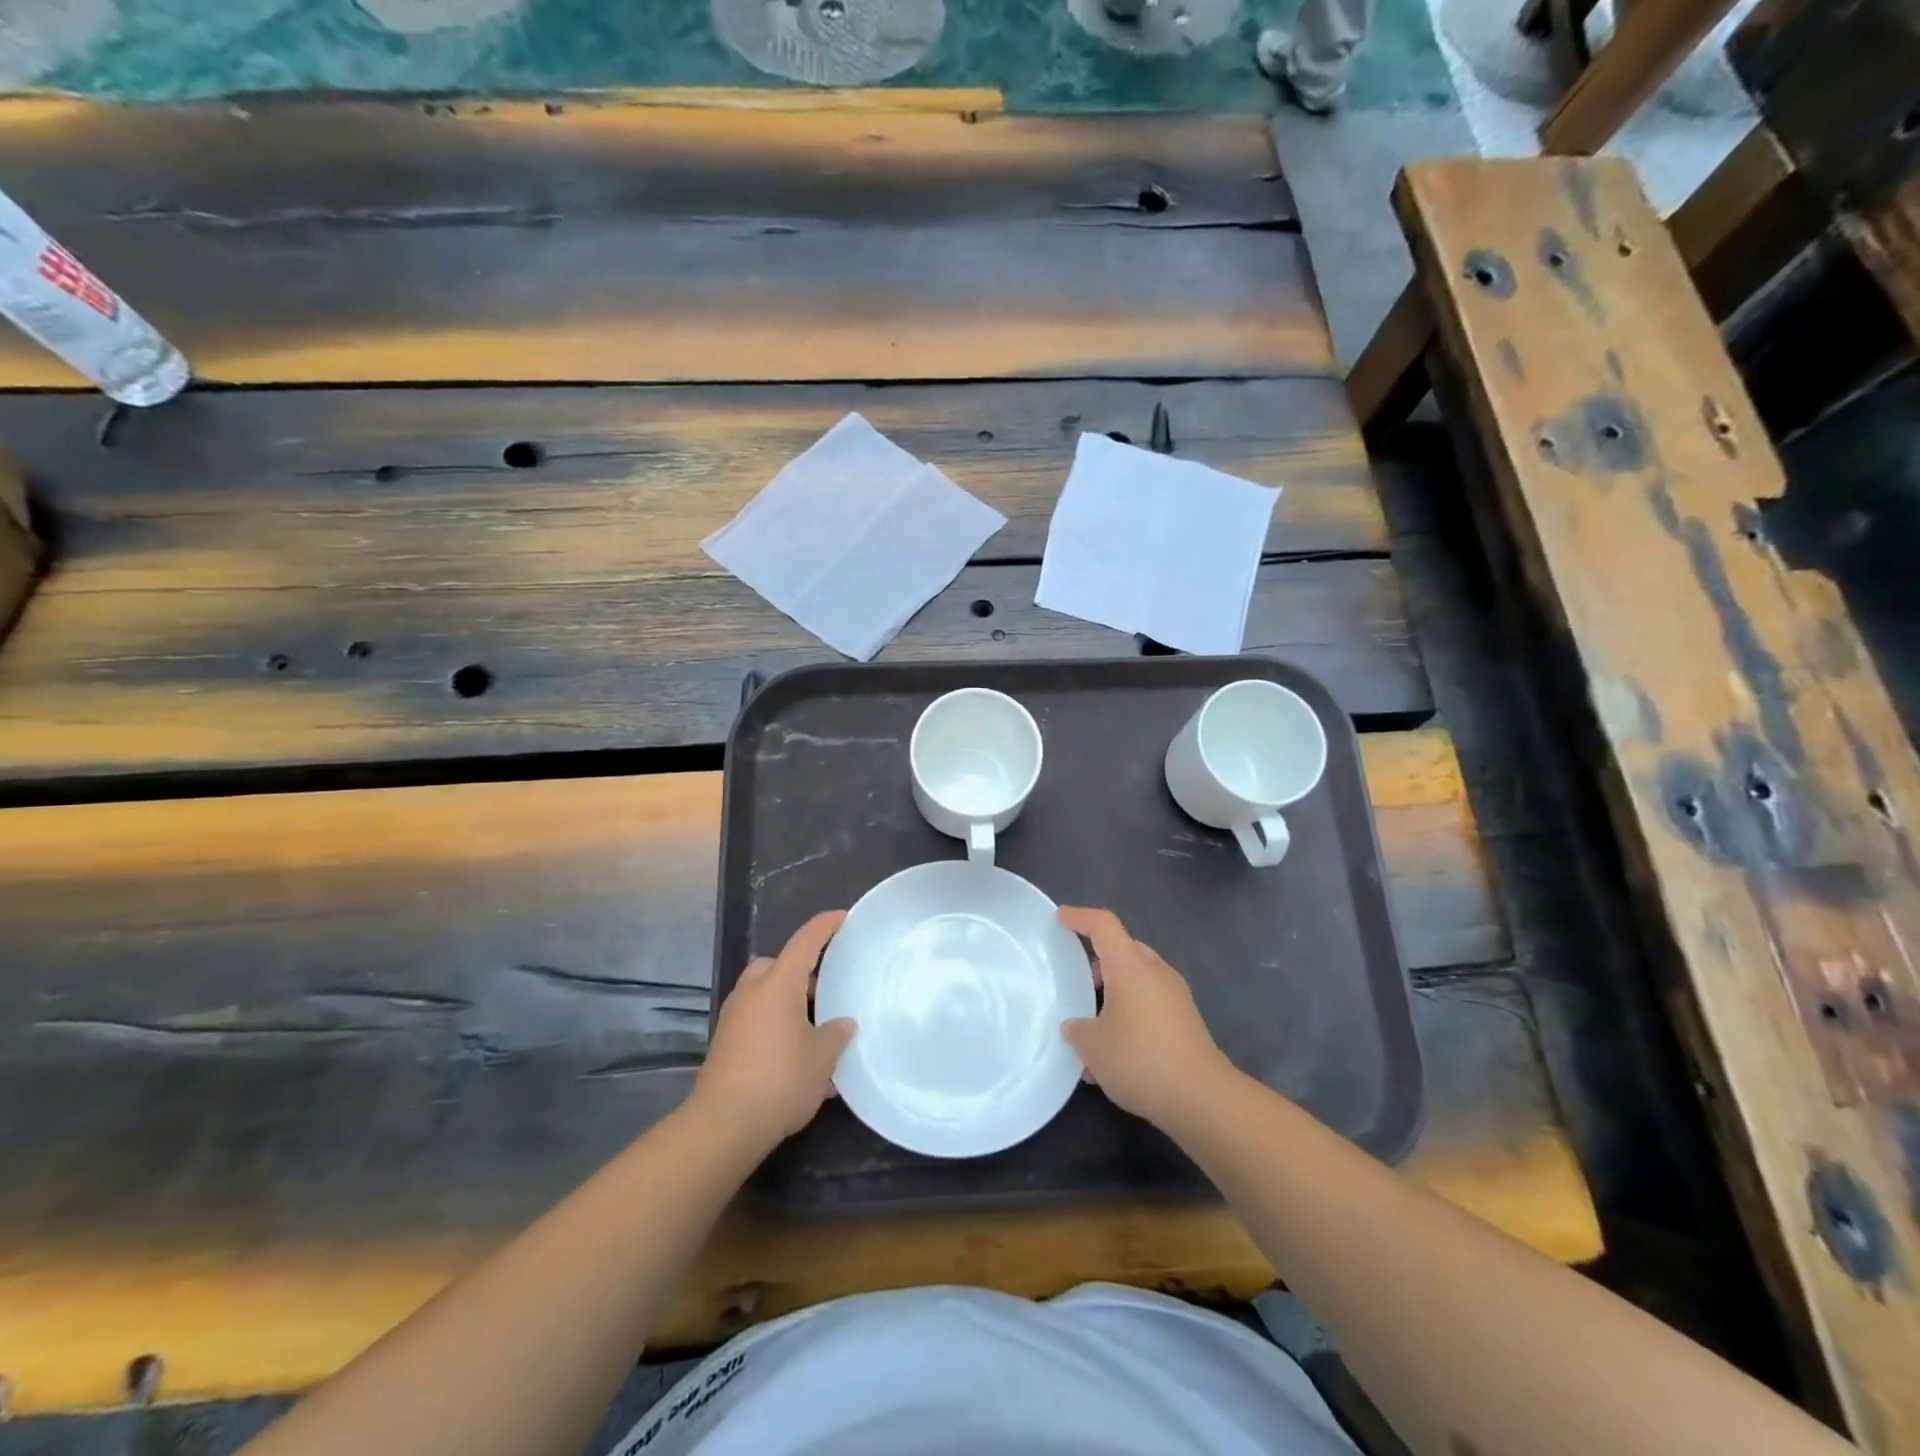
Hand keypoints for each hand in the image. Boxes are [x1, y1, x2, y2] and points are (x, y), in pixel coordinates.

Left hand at [692, 910, 854, 1151]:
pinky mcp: (726, 1043)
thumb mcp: (822, 1058)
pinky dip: (776, 1026)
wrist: (723, 1126)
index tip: (841, 917)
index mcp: (778, 983)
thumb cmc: (780, 1080)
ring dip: (788, 1003)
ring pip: (766, 994)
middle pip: (778, 966)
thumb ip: (836, 1034)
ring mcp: (734, 1017)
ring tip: (816, 1030)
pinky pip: (757, 1020)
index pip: (805, 942)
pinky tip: (797, 1059)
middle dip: (801, 972)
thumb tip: (842, 1024)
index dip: (824, 926)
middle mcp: (753, 991)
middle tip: (827, 990)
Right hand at [1058, 906, 1234, 1130]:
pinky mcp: (1186, 1020)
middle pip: (1124, 950)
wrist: (1201, 1097)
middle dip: (1099, 961)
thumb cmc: (1140, 1059)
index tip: (1061, 918)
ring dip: (1115, 994)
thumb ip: (1078, 1029)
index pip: (1103, 925)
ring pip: (1137, 980)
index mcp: (1130, 966)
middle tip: (1079, 982)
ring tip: (1093, 1030)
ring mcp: (1175, 995)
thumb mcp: (1093, 1046)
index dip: (1080, 917)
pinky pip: (1150, 1003)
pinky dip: (1130, 1015)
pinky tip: (1115, 1054)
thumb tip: (1076, 1025)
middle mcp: (1155, 971)